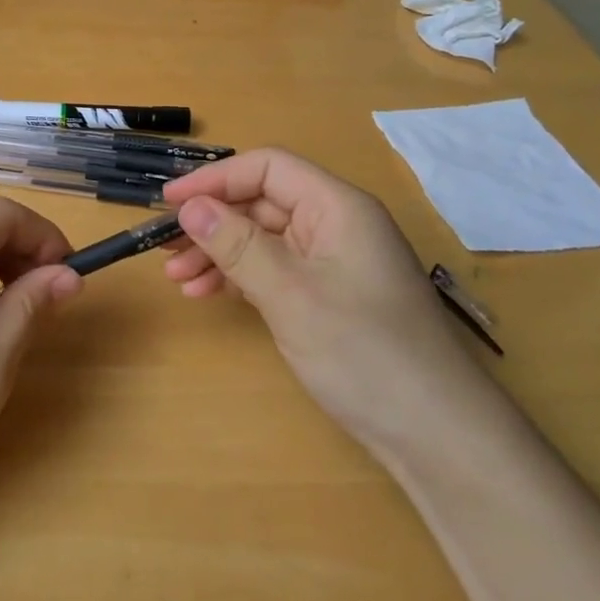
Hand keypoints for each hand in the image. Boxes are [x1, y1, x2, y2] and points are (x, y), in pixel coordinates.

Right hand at [161, 149, 476, 442]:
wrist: (435, 432)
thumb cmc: (364, 351)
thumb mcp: (290, 294)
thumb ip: (237, 245)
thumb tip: (189, 206)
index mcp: (337, 207)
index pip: (267, 168)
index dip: (215, 179)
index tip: (169, 203)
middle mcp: (336, 225)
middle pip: (262, 203)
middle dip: (212, 222)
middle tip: (164, 248)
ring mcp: (333, 262)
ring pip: (263, 239)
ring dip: (219, 253)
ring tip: (177, 278)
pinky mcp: (329, 296)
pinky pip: (274, 270)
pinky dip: (240, 278)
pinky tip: (207, 293)